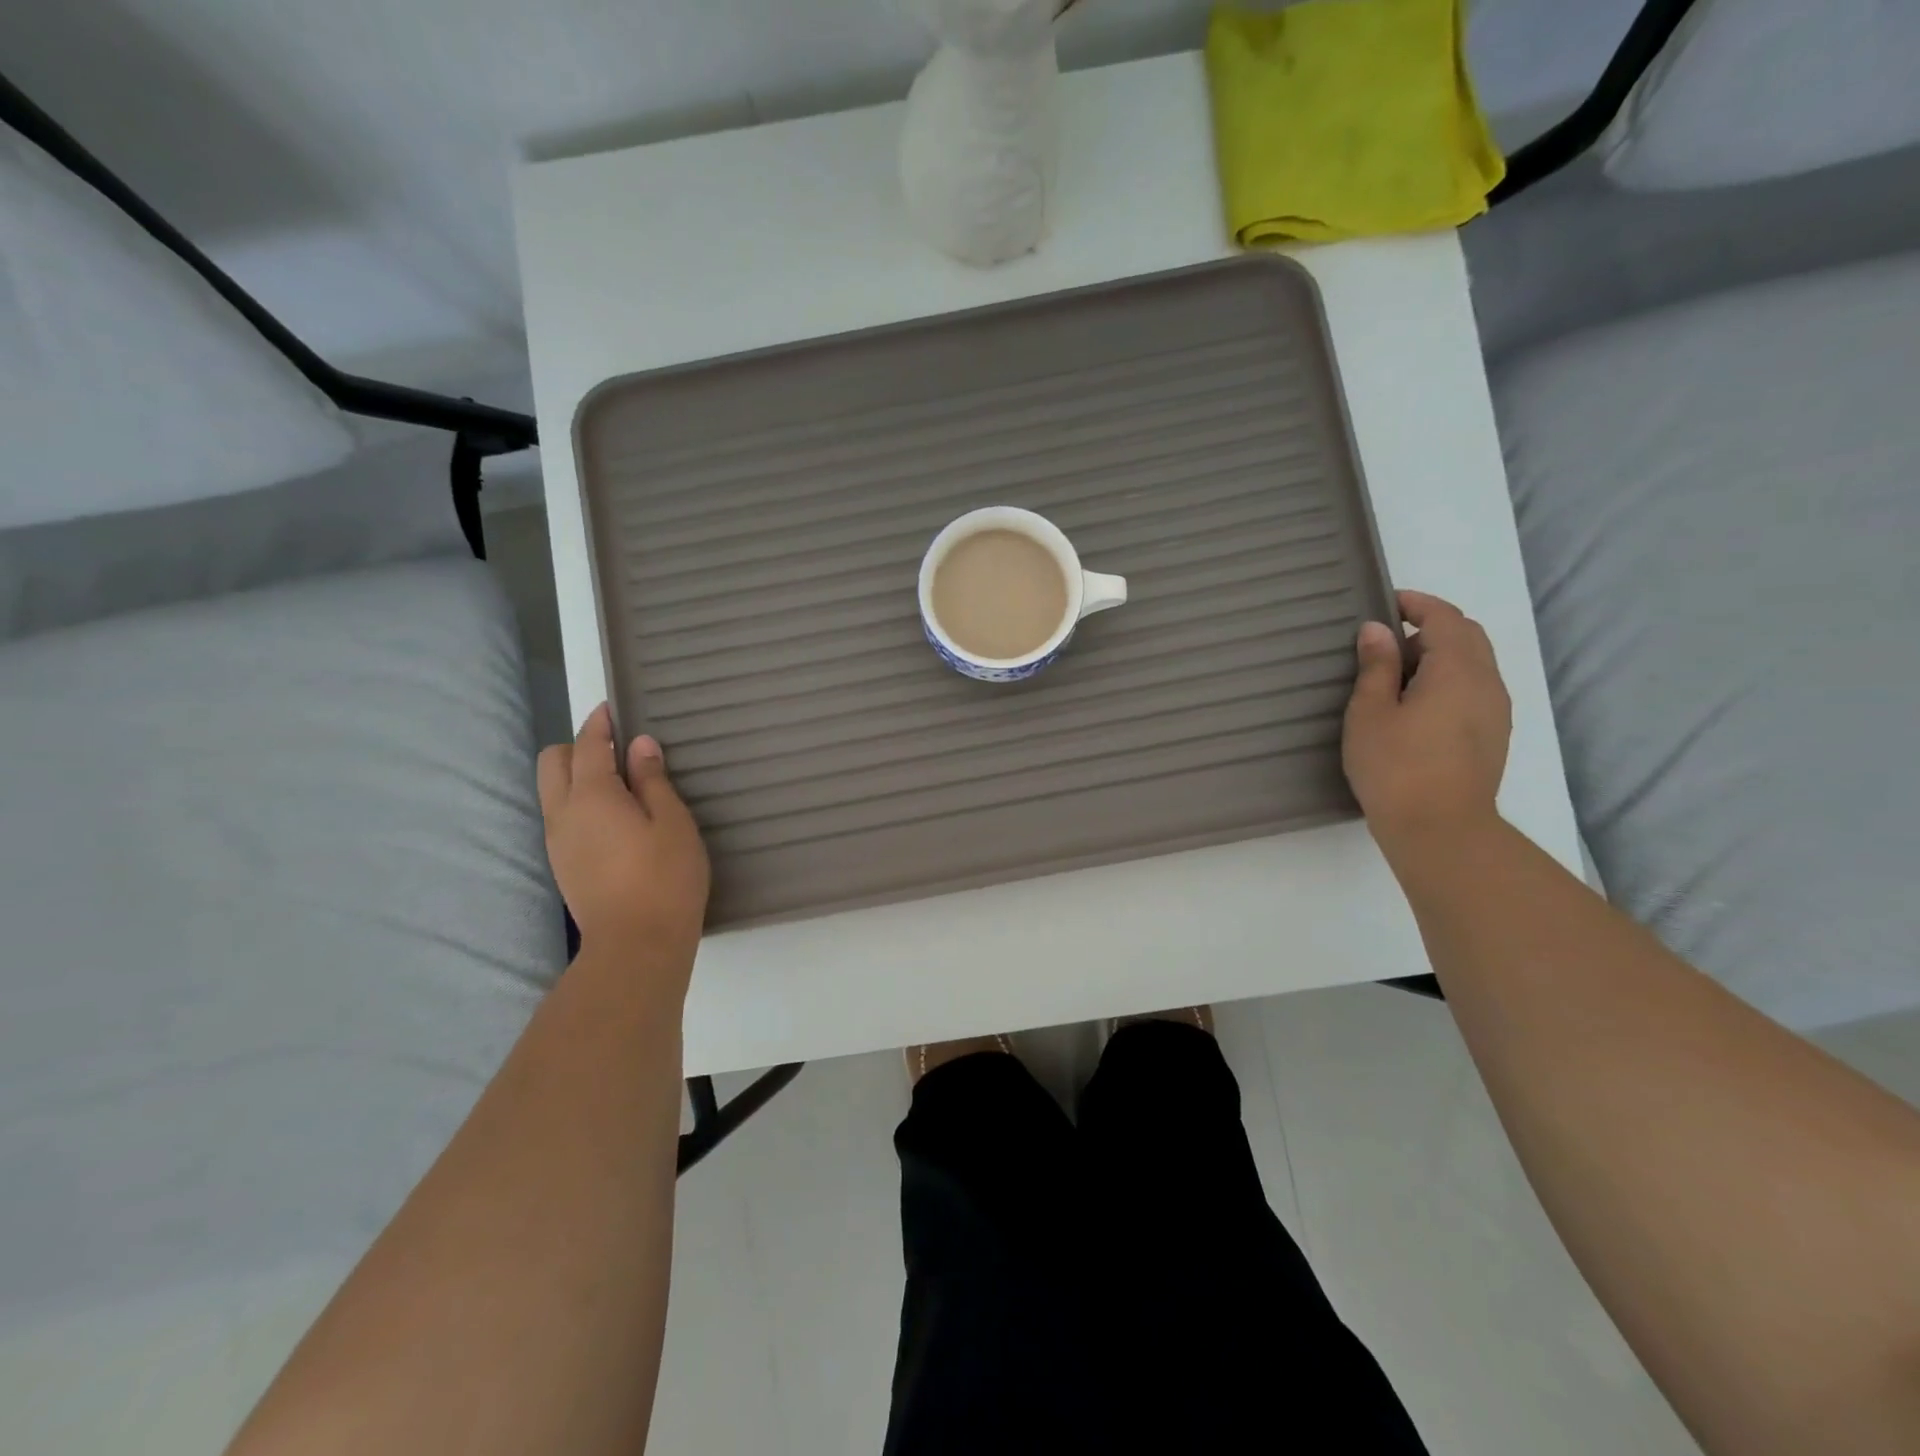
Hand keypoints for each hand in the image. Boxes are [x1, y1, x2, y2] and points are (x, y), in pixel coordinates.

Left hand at [537, 705, 710, 962]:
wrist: (636, 944)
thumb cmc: (665, 877)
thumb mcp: (672, 822)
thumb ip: (652, 780)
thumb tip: (639, 745)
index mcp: (592, 796)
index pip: (588, 745)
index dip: (599, 723)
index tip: (611, 708)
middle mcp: (563, 813)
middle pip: (552, 762)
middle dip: (578, 746)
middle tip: (616, 751)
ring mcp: (557, 841)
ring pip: (551, 790)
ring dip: (576, 775)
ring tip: (618, 784)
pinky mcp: (562, 864)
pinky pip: (560, 816)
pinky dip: (578, 802)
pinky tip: (612, 818)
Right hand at [1342, 590, 1511, 847]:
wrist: (1440, 829)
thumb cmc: (1395, 766)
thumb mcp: (1370, 712)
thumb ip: (1377, 666)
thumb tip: (1377, 630)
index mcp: (1458, 670)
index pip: (1446, 618)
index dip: (1417, 604)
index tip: (1386, 602)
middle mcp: (1487, 683)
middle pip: (1468, 636)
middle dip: (1431, 628)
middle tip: (1388, 642)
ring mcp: (1496, 711)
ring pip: (1474, 664)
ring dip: (1440, 656)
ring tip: (1397, 676)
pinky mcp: (1493, 736)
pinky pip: (1474, 689)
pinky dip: (1449, 680)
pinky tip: (1417, 706)